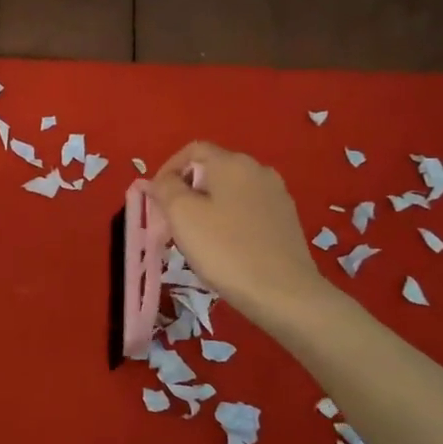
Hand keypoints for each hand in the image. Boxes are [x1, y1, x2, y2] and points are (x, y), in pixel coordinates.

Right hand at [149, 142, 324, 330]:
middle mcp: (258, 170)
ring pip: (230, 191)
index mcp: (232, 162)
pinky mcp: (287, 219)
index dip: (168, 169)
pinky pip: (248, 209)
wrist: (283, 292)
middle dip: (187, 191)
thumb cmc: (225, 250)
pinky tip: (225, 247)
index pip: (192, 150)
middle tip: (171, 222)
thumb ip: (165, 188)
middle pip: (212, 170)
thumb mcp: (182, 215)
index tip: (156, 200)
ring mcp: (277, 195)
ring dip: (208, 206)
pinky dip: (230, 219)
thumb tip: (160, 180)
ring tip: (197, 237)